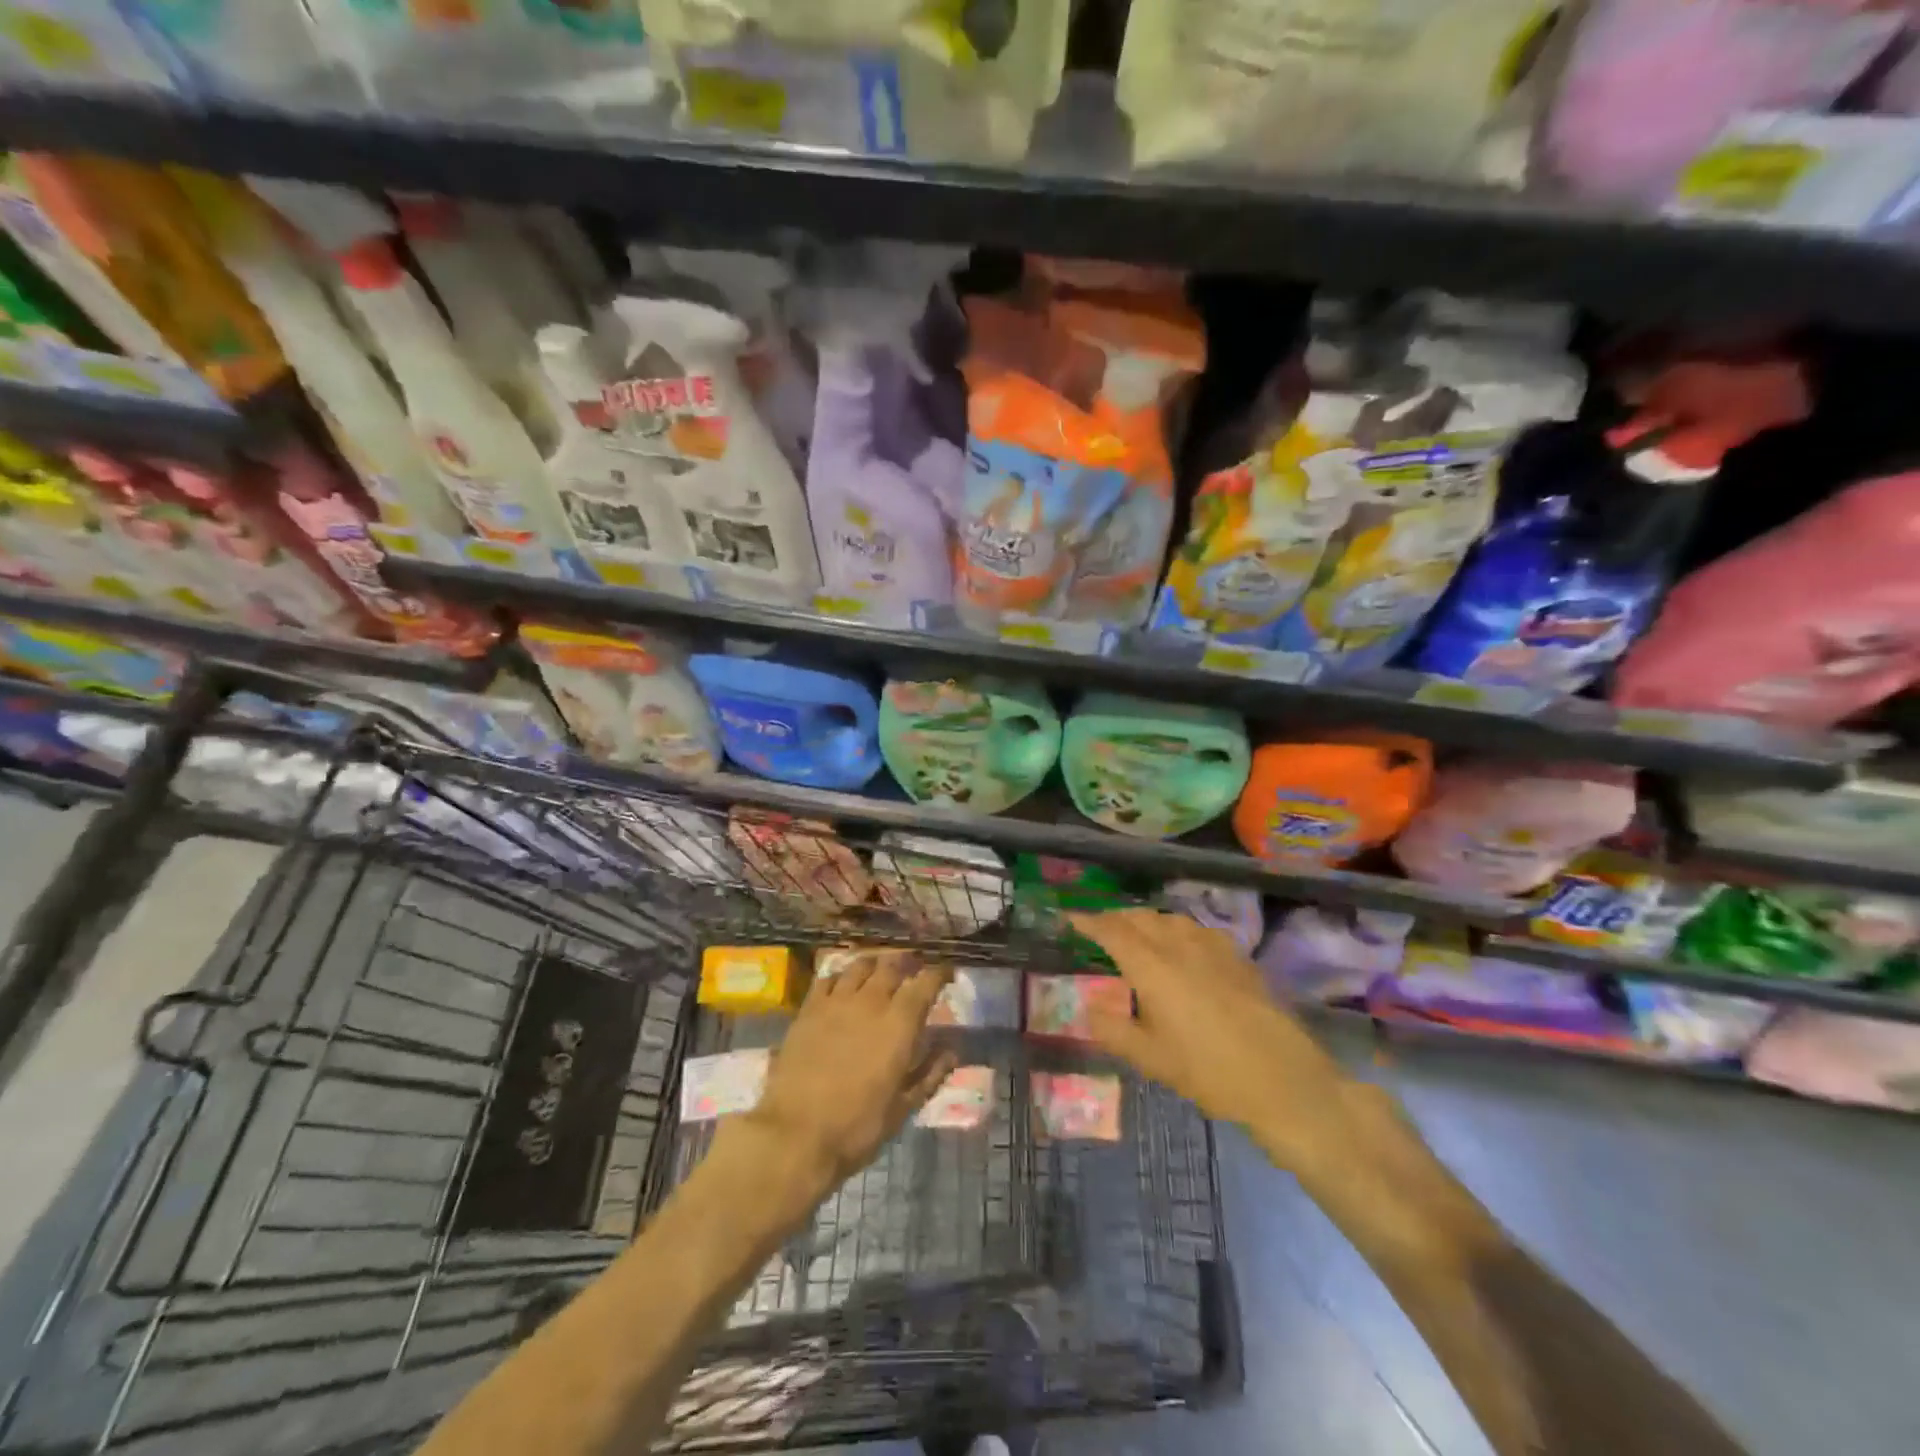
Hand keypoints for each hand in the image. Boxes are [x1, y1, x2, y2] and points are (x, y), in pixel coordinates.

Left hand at [746, 950, 957, 1191]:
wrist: (795, 1134)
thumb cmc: (856, 1126)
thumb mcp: (902, 1108)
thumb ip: (930, 1073)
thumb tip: (952, 1050)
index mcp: (900, 1024)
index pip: (925, 983)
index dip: (939, 973)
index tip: (947, 972)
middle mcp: (871, 1002)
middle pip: (892, 966)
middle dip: (908, 962)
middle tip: (913, 967)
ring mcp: (836, 1001)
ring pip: (860, 965)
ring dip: (876, 964)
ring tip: (880, 969)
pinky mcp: (808, 1009)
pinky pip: (828, 978)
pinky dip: (842, 976)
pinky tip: (843, 984)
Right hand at [1068, 909, 1353, 1172]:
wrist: (1282, 1079)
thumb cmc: (1208, 1071)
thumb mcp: (1151, 1059)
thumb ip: (1113, 1030)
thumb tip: (1089, 1009)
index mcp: (1152, 967)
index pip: (1112, 931)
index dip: (1089, 921)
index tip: (1070, 918)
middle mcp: (1179, 946)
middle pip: (1141, 917)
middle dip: (1116, 918)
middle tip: (1099, 930)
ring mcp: (1212, 948)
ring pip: (1170, 919)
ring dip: (1146, 920)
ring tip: (1136, 935)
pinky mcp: (1237, 957)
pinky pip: (1197, 929)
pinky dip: (1176, 929)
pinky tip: (1181, 948)